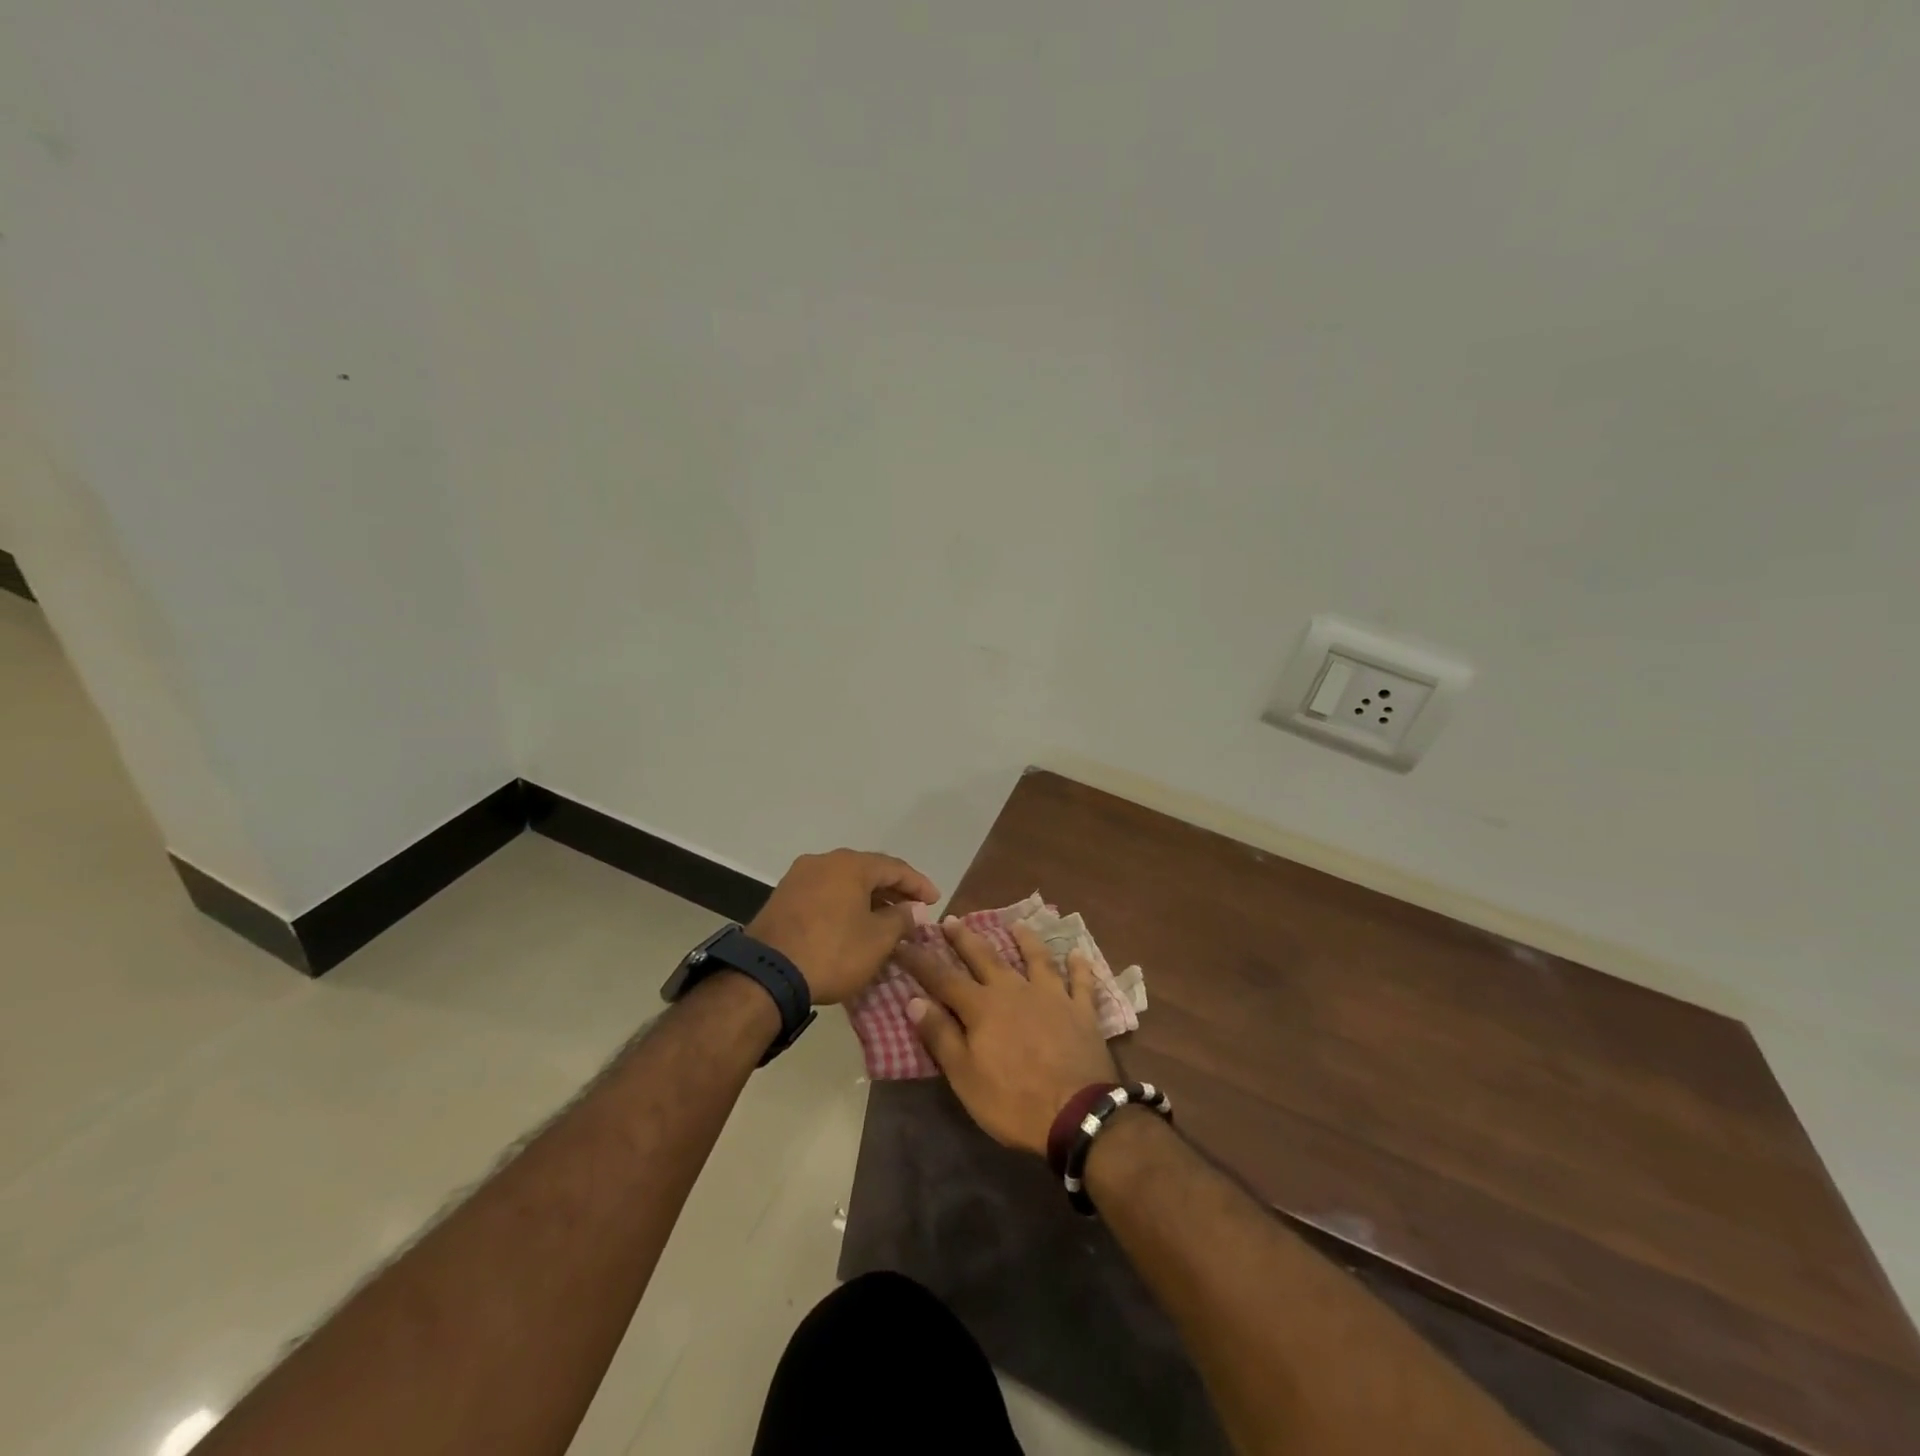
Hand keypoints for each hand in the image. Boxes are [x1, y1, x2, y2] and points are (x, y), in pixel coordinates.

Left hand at [746, 849, 939, 1005]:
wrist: (767, 974)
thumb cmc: (832, 952)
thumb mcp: (877, 940)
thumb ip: (901, 919)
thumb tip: (914, 909)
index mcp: (850, 865)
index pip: (895, 867)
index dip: (918, 884)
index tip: (935, 901)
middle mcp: (824, 861)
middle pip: (868, 871)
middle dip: (893, 891)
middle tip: (913, 909)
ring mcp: (799, 877)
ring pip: (844, 883)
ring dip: (868, 899)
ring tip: (886, 920)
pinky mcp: (783, 897)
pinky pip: (825, 894)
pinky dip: (845, 904)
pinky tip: (854, 924)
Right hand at [897, 918, 1119, 1156]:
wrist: (1077, 1114)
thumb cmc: (1013, 1101)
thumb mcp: (965, 1076)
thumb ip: (940, 1035)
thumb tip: (914, 1000)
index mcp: (982, 1007)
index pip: (943, 978)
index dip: (921, 960)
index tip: (903, 942)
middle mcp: (1015, 990)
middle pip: (986, 957)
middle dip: (965, 938)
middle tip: (951, 919)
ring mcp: (1052, 996)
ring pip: (1036, 959)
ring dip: (1025, 940)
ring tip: (1016, 925)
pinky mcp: (1082, 1011)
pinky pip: (1081, 982)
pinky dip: (1079, 967)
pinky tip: (1077, 953)